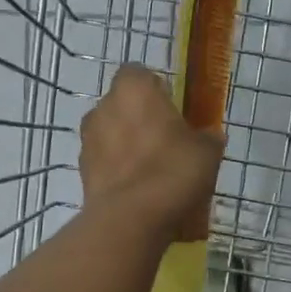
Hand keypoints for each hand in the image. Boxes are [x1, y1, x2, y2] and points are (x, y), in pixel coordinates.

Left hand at [80, 65, 223, 242]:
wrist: (131, 219)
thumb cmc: (173, 170)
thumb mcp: (207, 151)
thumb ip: (206, 137)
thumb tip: (208, 136)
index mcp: (133, 89)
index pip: (139, 73)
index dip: (155, 88)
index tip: (172, 107)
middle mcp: (103, 107)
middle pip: (122, 104)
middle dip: (139, 117)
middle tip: (166, 140)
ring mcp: (88, 140)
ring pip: (110, 133)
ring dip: (126, 144)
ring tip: (152, 170)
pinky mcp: (82, 171)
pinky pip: (105, 162)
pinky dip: (118, 170)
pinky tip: (139, 190)